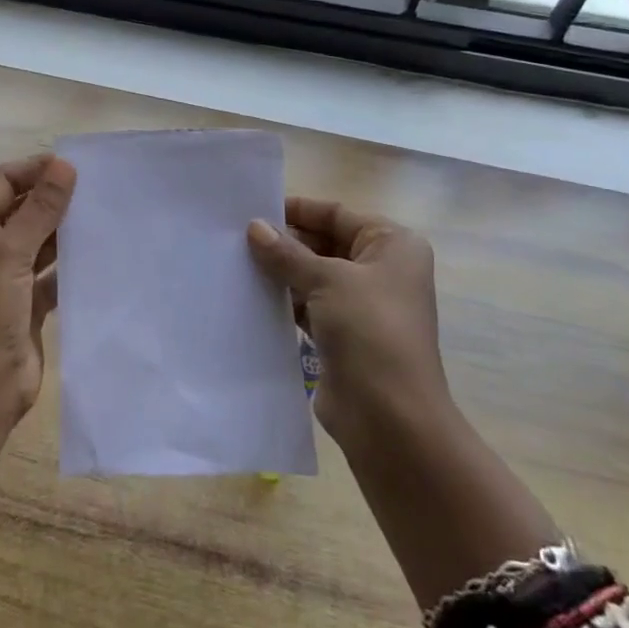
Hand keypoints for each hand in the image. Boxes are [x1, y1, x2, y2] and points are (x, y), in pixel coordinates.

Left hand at [0, 153, 76, 436]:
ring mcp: (6, 276)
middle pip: (23, 210)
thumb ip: (39, 211)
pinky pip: (52, 272)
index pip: (3, 183)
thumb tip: (64, 164)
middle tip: (100, 189)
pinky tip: (101, 253)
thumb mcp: (8, 257)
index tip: (77, 166)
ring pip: (40, 241)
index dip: (36, 171)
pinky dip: (72, 263)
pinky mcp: (27, 302)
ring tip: (106, 214)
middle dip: (55, 199)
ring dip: (66, 230)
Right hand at [247, 197, 448, 451]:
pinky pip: (306, 305)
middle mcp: (380, 270)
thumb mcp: (327, 280)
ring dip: (280, 271)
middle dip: (285, 241)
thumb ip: (287, 253)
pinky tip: (250, 295)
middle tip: (236, 238)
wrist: (390, 417)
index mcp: (392, 245)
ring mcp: (361, 305)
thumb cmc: (370, 331)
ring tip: (235, 263)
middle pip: (324, 243)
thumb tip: (254, 227)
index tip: (254, 210)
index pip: (337, 214)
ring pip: (312, 275)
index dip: (298, 210)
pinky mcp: (341, 335)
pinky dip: (283, 300)